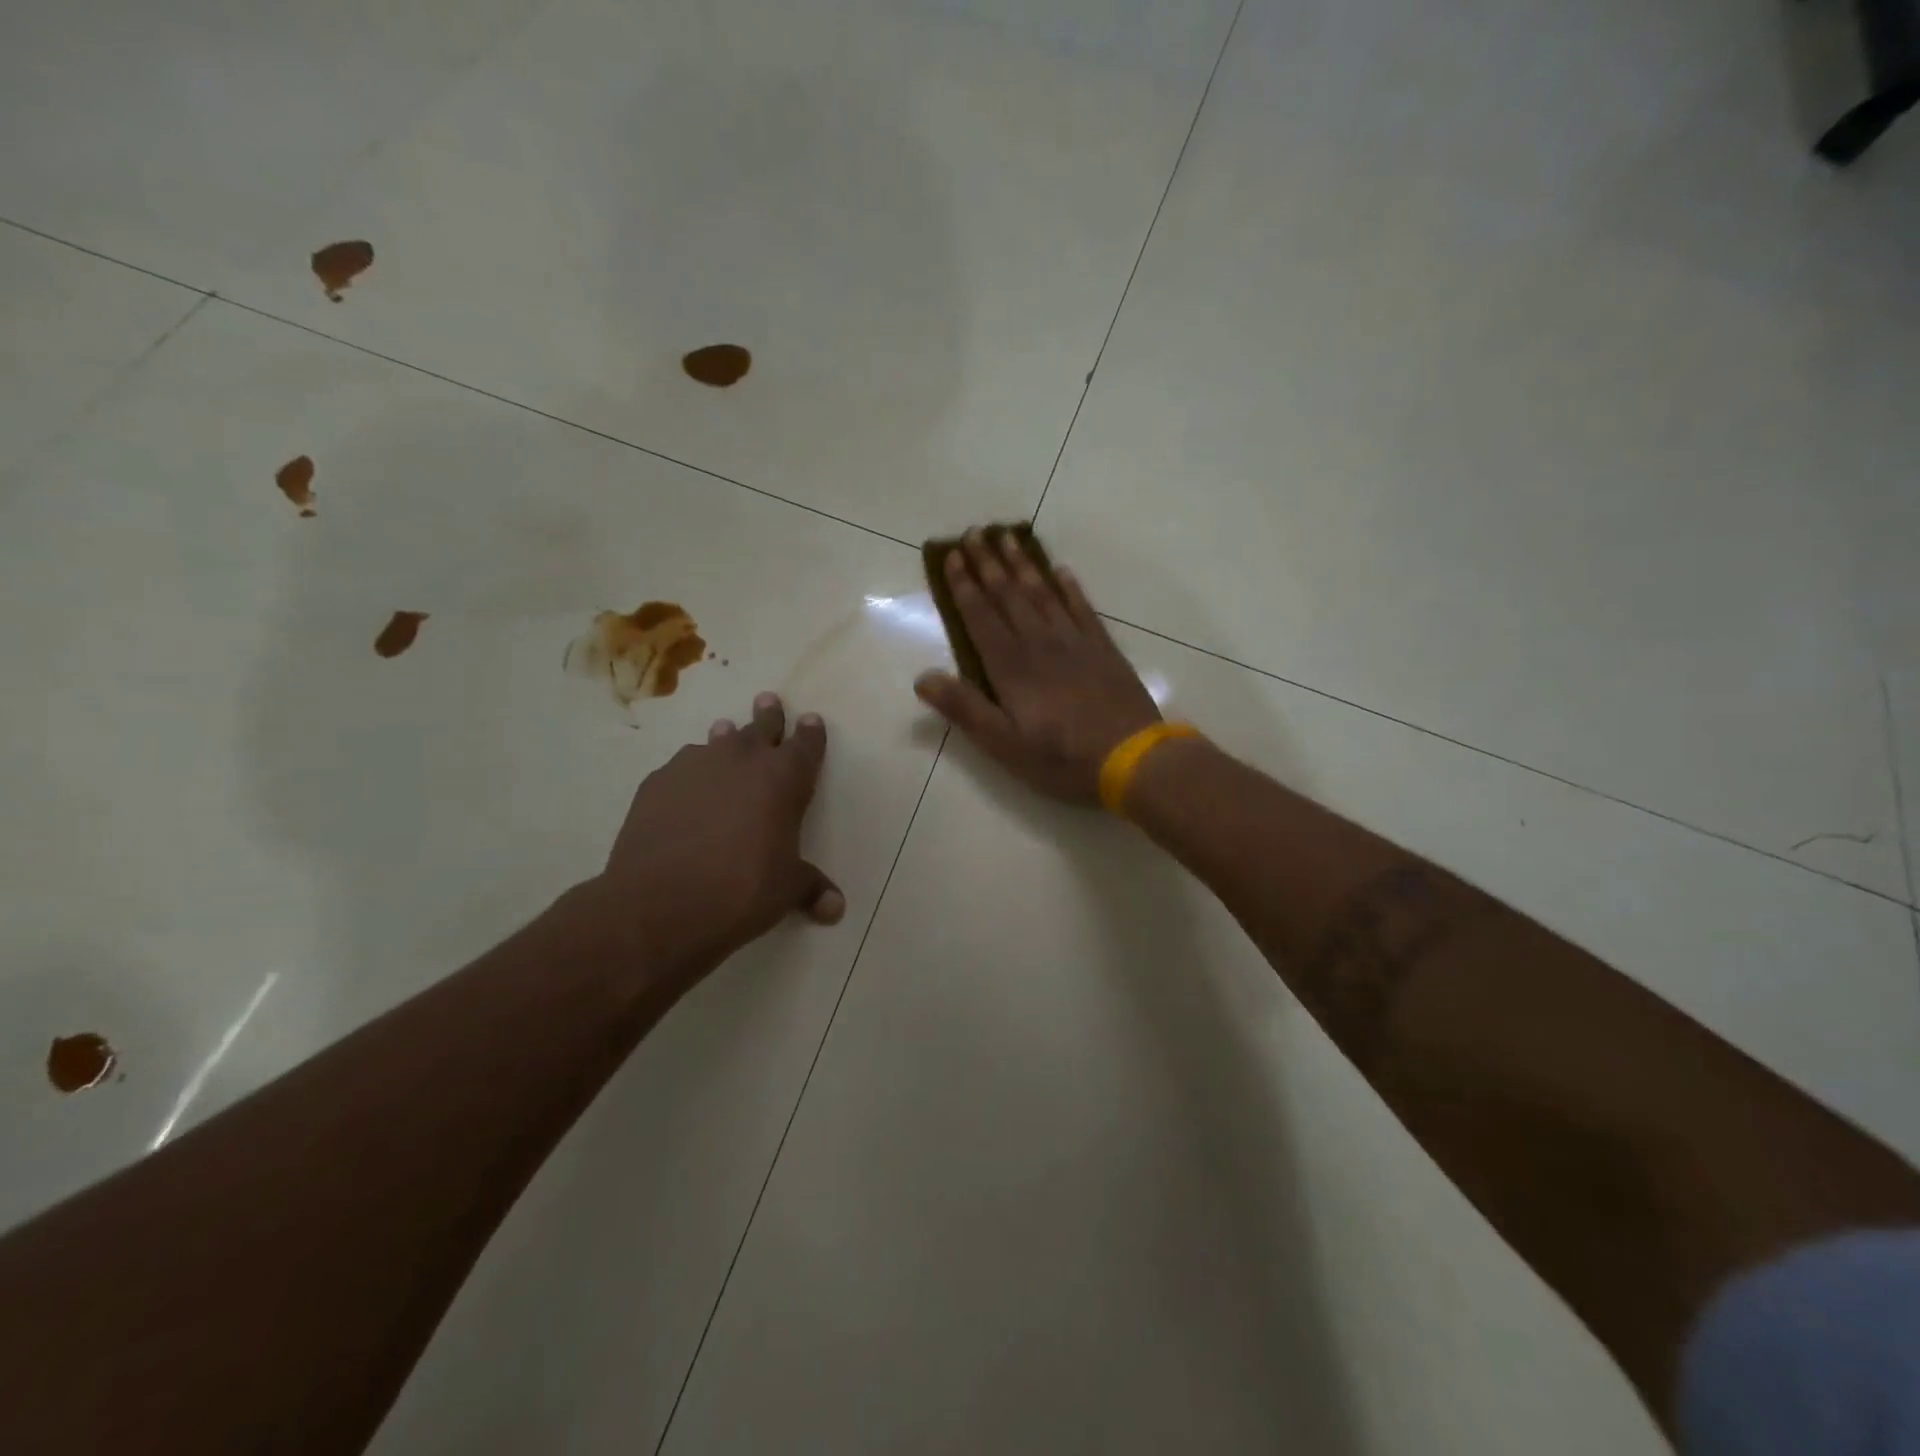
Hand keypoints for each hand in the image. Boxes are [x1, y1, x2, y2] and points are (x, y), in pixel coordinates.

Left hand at [583, 692, 843, 987]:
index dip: (811, 732)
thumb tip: (836, 908)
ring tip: (725, 732)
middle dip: (768, 715)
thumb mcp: (785, 890)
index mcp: (784, 778)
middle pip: (761, 727)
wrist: (660, 902)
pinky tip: (686, 787)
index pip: (806, 745)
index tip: (811, 719)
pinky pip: (682, 767)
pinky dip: (691, 771)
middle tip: (768, 700)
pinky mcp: (657, 782)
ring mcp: (695, 766)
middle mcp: (742, 760)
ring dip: (726, 738)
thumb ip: (811, 889)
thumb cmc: (741, 890)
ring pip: (717, 741)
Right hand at [914, 531, 1160, 802]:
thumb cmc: (1060, 757)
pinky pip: (1082, 608)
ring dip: (1023, 565)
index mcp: (1010, 666)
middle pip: (1009, 595)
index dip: (964, 585)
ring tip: (1008, 537)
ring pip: (1043, 593)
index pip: (981, 616)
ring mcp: (1075, 642)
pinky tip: (1062, 571)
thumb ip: (964, 707)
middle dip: (989, 563)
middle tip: (975, 532)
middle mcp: (1039, 643)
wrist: (1130, 758)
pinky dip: (1069, 587)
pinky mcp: (1103, 648)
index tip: (953, 555)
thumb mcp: (1003, 743)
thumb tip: (922, 678)